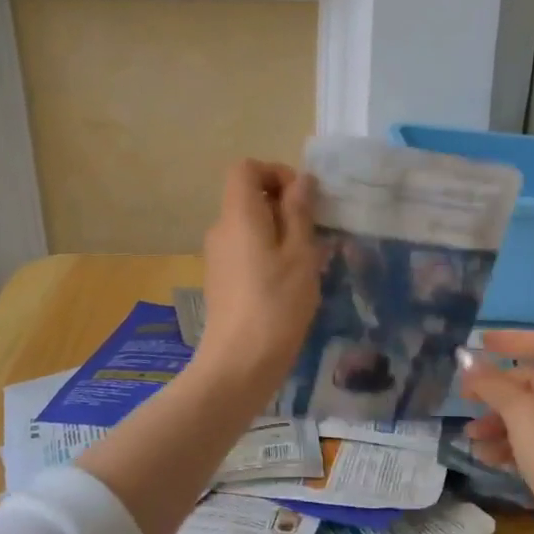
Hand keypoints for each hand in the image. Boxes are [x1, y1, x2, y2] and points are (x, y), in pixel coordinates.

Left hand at [194, 160, 319, 403]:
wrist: (238, 365)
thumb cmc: (276, 304)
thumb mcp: (301, 255)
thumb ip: (299, 213)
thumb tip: (300, 182)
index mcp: (239, 215)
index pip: (245, 169)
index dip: (275, 172)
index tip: (304, 199)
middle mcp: (221, 229)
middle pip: (248, 197)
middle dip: (284, 205)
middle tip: (315, 233)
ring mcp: (217, 257)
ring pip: (250, 226)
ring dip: (280, 232)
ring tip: (309, 262)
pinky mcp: (221, 280)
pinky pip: (246, 250)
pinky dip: (268, 254)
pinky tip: (291, 285)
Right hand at [461, 330, 533, 533]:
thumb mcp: (518, 410)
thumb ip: (491, 382)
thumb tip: (466, 358)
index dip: (512, 339)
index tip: (481, 344)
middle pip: (531, 382)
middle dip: (495, 389)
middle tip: (465, 397)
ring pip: (527, 415)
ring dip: (496, 420)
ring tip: (472, 436)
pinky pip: (531, 442)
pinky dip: (508, 443)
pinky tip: (486, 457)